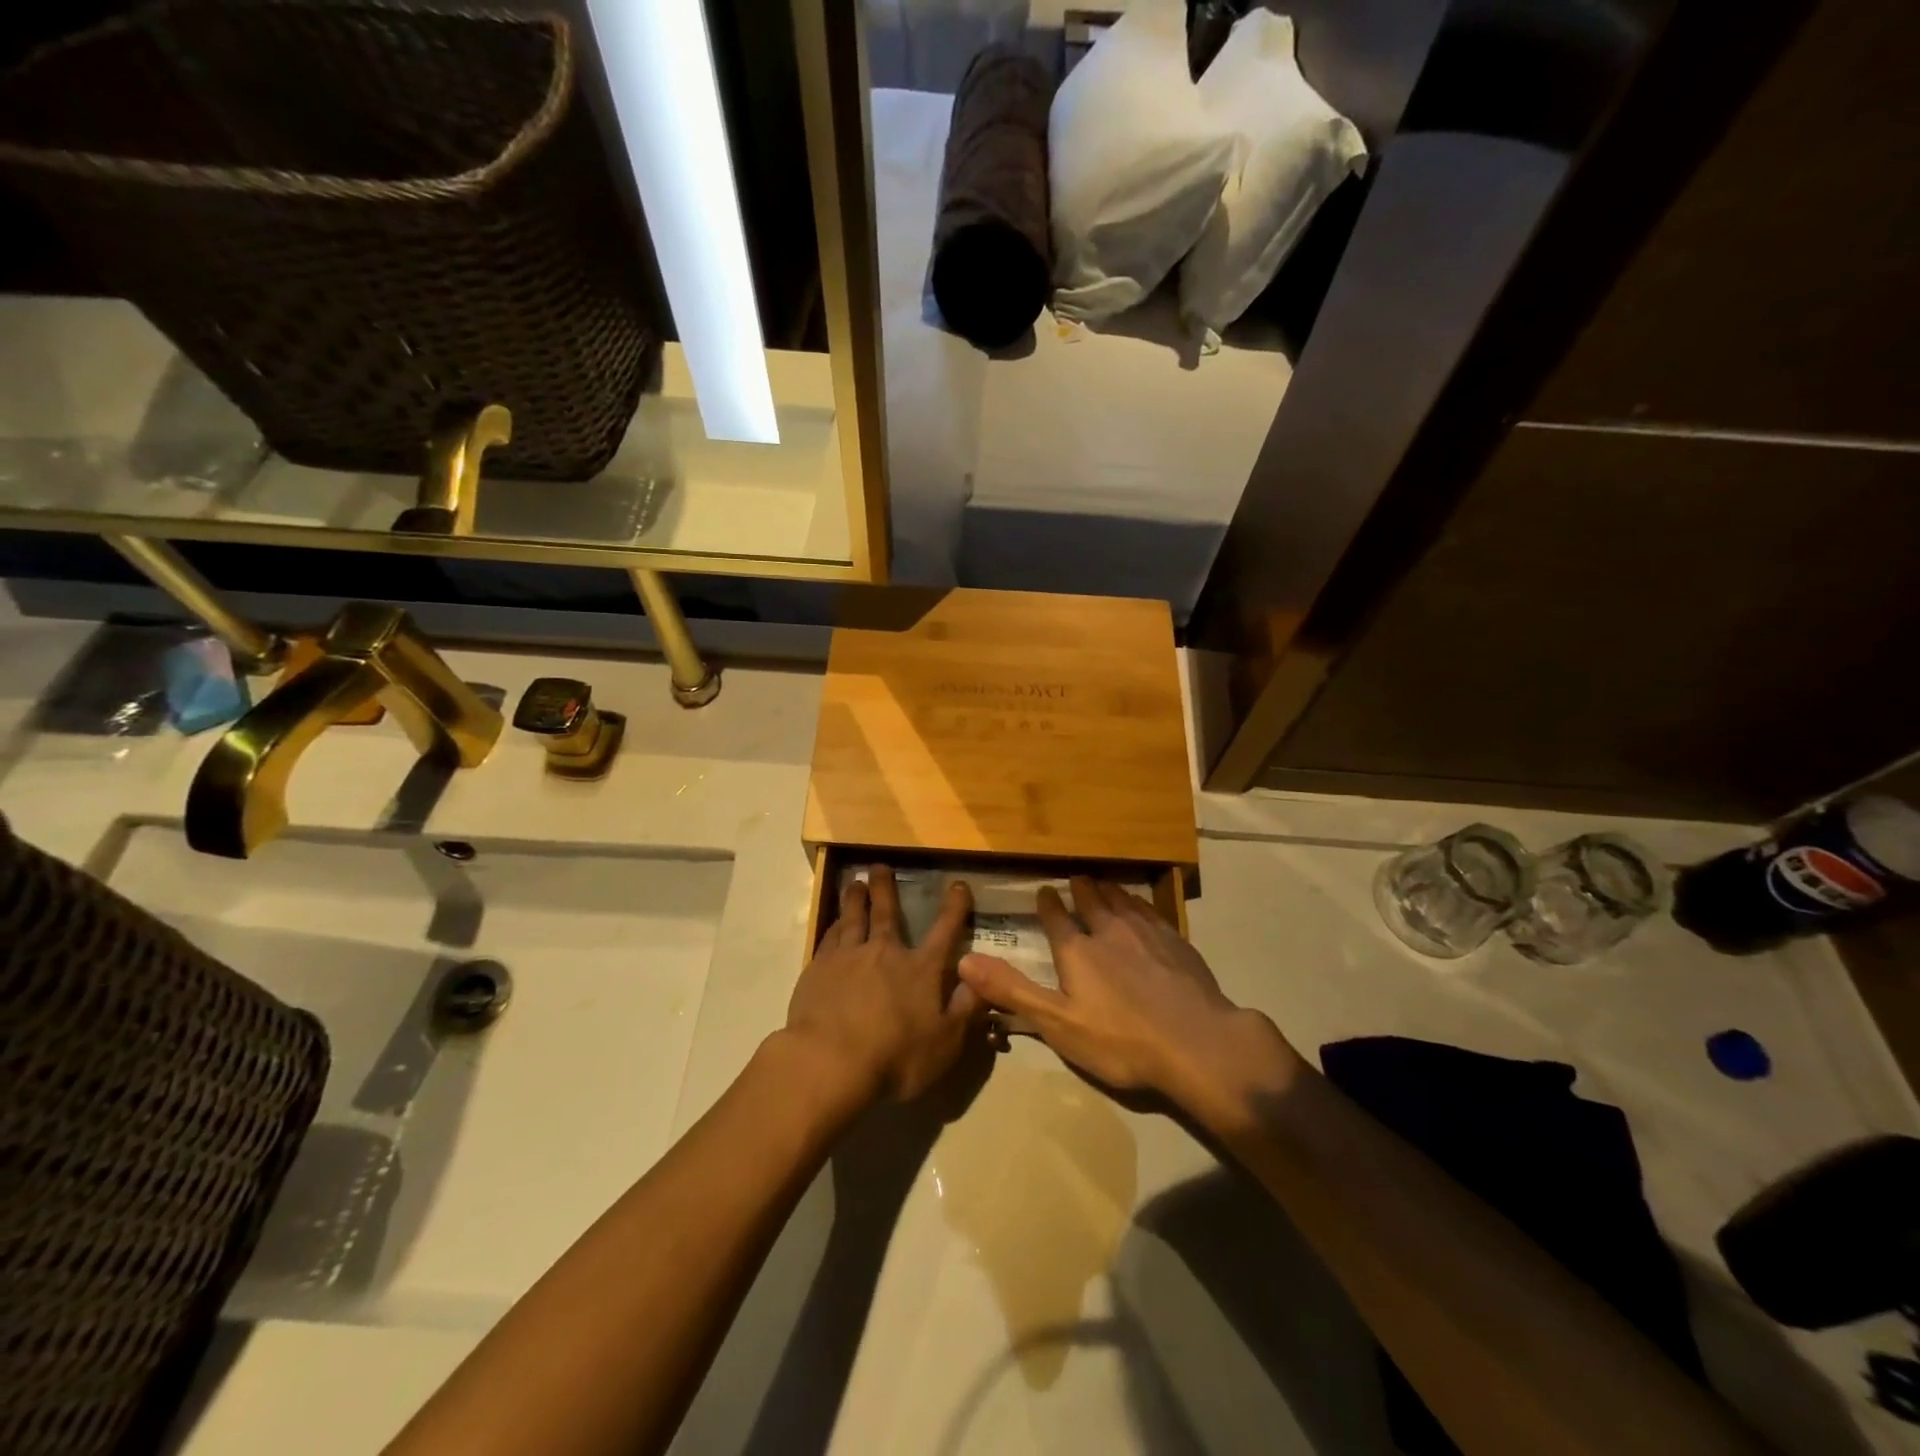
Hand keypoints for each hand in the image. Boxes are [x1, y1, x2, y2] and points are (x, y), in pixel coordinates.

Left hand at [784, 866, 984, 1103]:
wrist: (830, 1061)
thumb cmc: (894, 1058)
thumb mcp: (945, 1043)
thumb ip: (965, 1010)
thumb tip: (982, 980)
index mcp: (920, 969)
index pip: (944, 931)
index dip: (954, 907)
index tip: (957, 885)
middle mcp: (885, 952)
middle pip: (887, 912)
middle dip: (886, 888)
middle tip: (880, 867)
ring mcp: (848, 957)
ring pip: (853, 917)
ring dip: (856, 898)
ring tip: (855, 883)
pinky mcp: (818, 968)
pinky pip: (829, 937)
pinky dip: (834, 924)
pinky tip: (834, 922)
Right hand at [957, 877, 1299, 1118]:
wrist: (1197, 1043)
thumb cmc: (1121, 1040)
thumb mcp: (1058, 1023)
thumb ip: (1012, 991)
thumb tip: (963, 961)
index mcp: (1078, 951)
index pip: (1057, 919)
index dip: (1049, 905)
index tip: (1044, 891)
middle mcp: (1110, 932)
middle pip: (1092, 903)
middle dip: (1082, 889)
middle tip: (1076, 876)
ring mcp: (1147, 934)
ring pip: (1124, 902)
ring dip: (1111, 891)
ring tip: (1105, 883)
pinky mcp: (1177, 943)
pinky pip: (1152, 912)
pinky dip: (1140, 904)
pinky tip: (1143, 907)